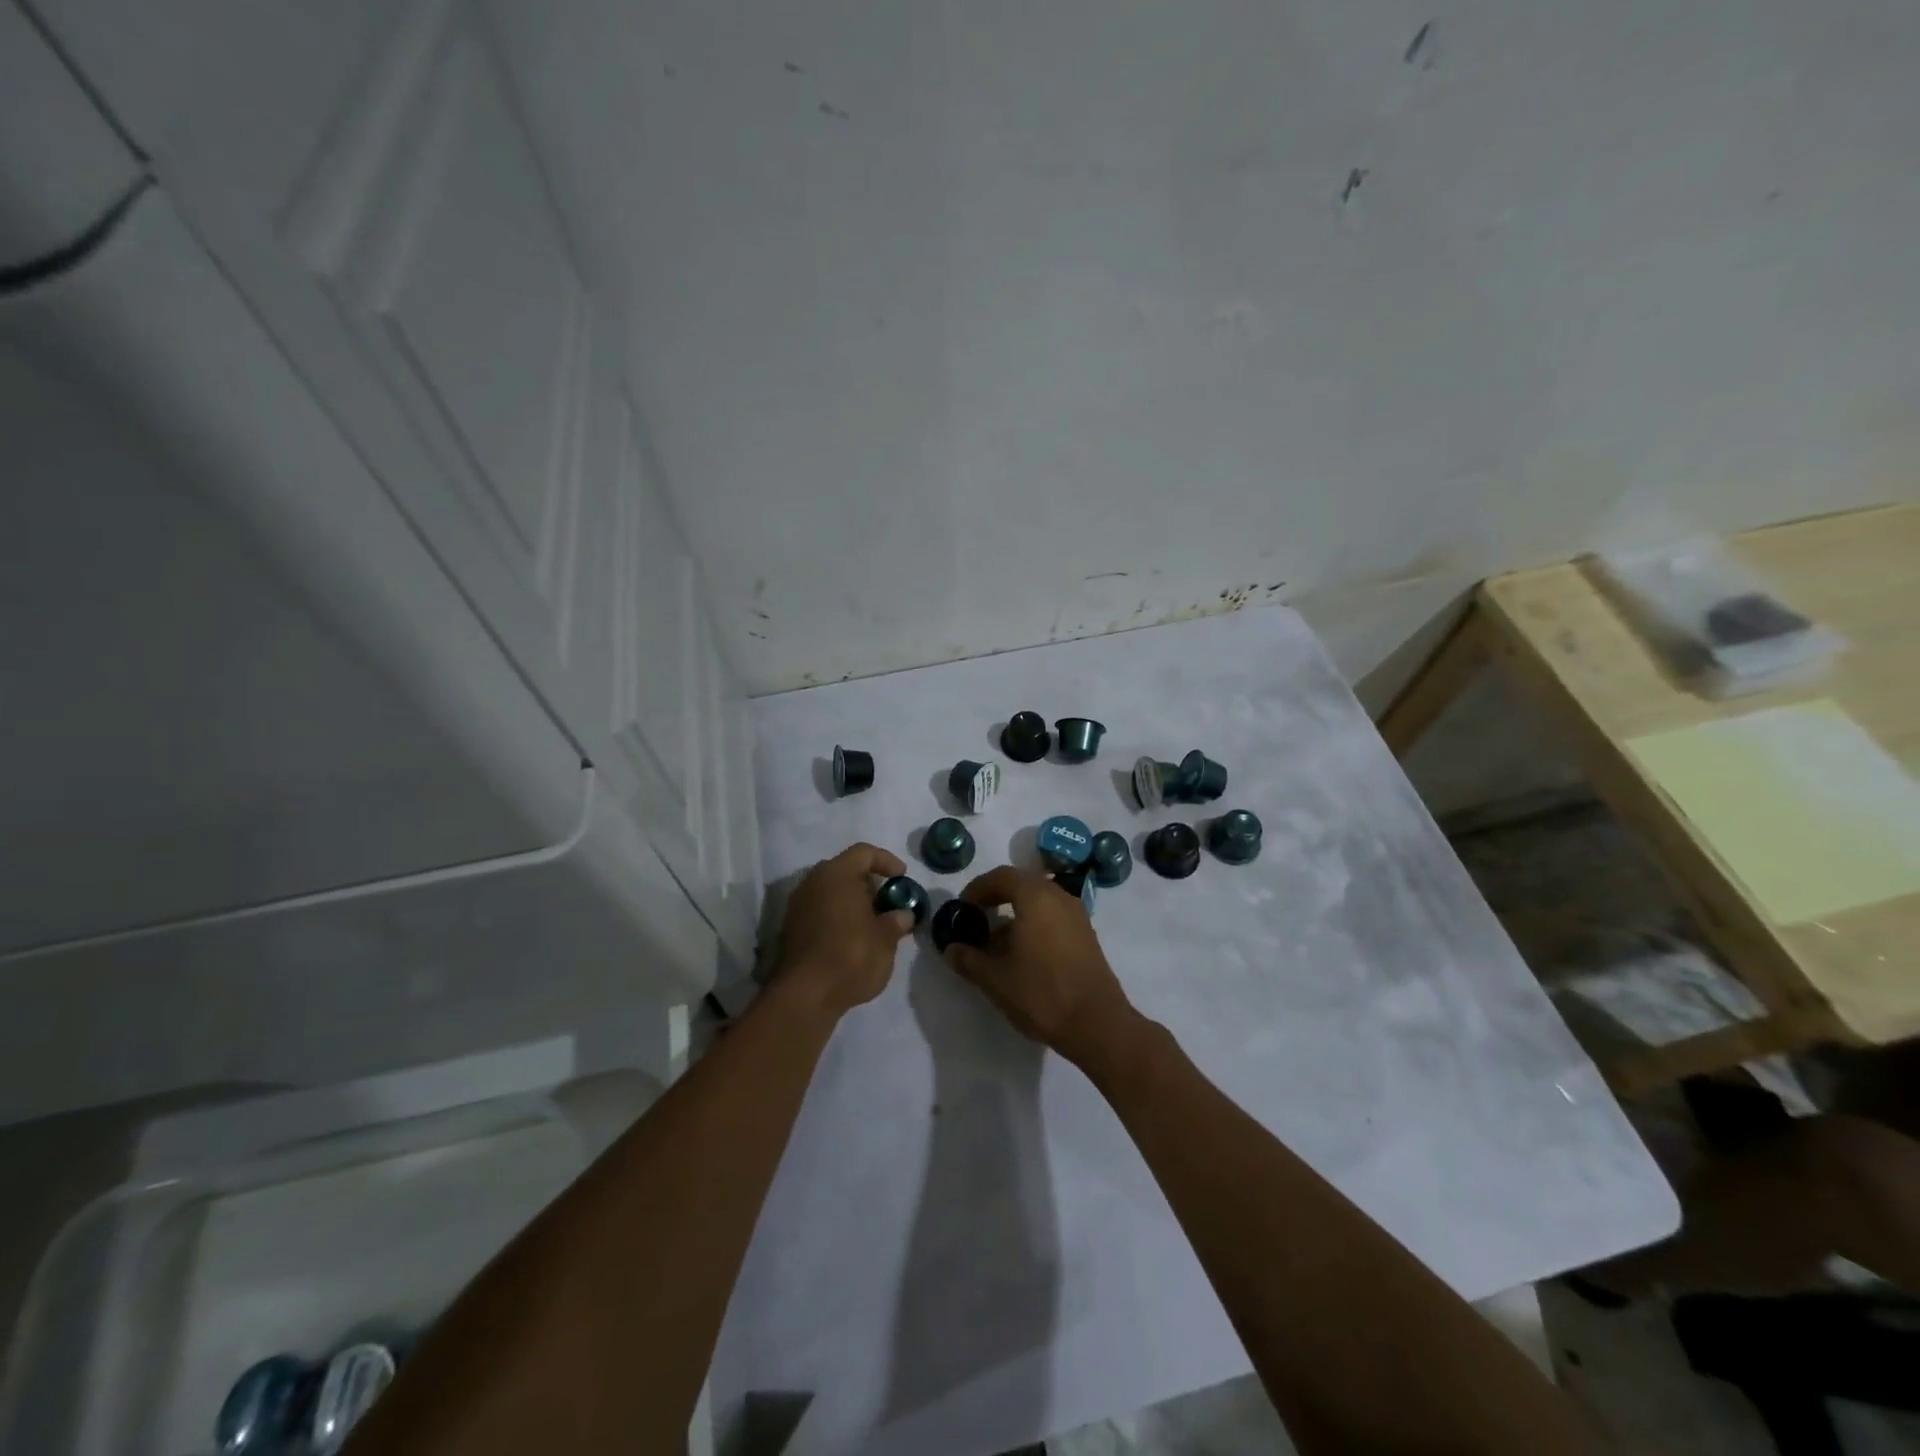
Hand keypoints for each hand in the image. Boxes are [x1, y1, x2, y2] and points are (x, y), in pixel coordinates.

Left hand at [772, 843, 913, 1016]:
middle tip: (887, 902)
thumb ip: (896, 921)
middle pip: (844, 870)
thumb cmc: (851, 956)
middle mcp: (813, 882)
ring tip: (872, 923)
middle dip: (868, 883)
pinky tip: (852, 938)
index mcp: (836, 874)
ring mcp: (797, 906)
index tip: (902, 877)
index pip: (864, 853)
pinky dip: (837, 917)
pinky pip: (819, 911)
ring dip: (852, 902)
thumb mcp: (886, 939)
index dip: (886, 860)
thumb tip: (902, 915)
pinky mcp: (790, 929)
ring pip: (830, 892)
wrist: (805, 996)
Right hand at [943, 865, 1137, 1066]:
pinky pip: (1054, 916)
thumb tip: (951, 949)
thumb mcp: (995, 979)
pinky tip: (1023, 953)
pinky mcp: (1086, 935)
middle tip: (977, 918)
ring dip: (1016, 912)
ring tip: (997, 940)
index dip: (978, 888)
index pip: (1002, 876)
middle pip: (1023, 884)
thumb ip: (969, 959)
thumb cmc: (1041, 993)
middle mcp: (1059, 897)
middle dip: (997, 897)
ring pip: (1040, 901)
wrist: (1097, 1024)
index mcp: (1036, 897)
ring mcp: (1077, 915)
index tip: (963, 908)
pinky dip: (1034, 923)